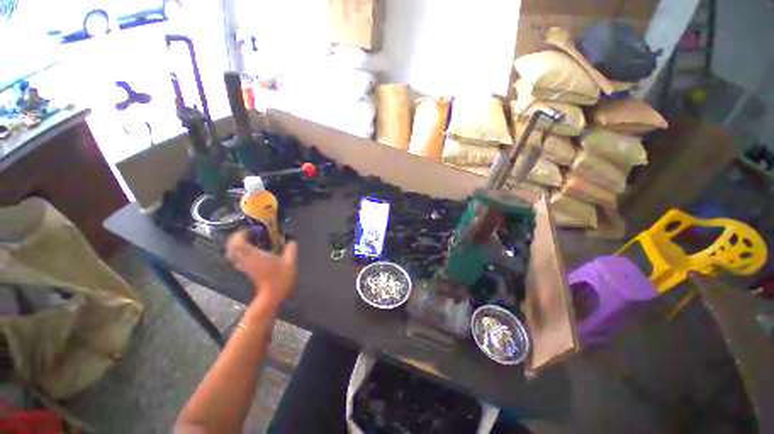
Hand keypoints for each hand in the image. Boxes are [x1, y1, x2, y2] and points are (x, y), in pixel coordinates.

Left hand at [225, 230, 297, 312]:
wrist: (272, 295)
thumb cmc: (280, 278)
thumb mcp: (291, 261)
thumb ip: (291, 248)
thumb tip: (291, 240)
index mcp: (254, 255)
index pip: (237, 242)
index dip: (240, 234)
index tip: (250, 229)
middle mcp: (246, 259)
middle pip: (231, 247)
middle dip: (236, 238)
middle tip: (248, 233)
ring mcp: (244, 266)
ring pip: (231, 253)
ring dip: (236, 245)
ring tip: (248, 241)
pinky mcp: (246, 271)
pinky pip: (237, 259)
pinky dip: (239, 252)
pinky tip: (250, 251)